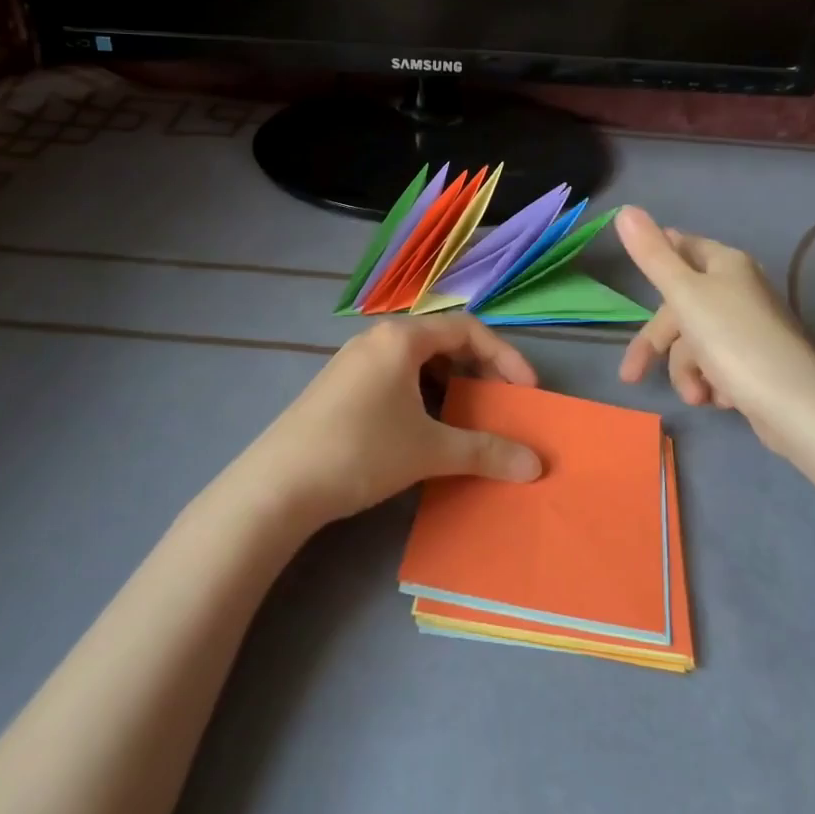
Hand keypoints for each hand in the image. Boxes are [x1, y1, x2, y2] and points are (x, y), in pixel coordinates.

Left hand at [245, 315, 543, 525]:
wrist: (278, 484)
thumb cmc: (362, 451)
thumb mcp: (429, 450)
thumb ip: (486, 452)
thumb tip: (536, 466)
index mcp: (401, 338)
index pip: (467, 329)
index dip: (504, 356)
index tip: (526, 391)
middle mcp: (376, 338)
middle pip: (441, 341)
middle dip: (476, 370)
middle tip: (498, 403)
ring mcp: (353, 361)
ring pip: (416, 362)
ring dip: (448, 385)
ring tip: (464, 419)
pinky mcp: (338, 386)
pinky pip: (393, 377)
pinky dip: (420, 395)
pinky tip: (422, 429)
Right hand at [614, 206, 814, 456]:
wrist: (794, 404)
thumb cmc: (733, 340)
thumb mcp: (683, 293)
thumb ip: (652, 254)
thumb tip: (625, 210)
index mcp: (725, 264)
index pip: (681, 247)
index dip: (656, 260)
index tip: (633, 277)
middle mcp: (739, 289)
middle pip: (681, 307)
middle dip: (662, 345)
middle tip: (633, 375)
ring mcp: (749, 327)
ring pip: (696, 342)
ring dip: (688, 371)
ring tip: (697, 396)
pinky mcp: (756, 363)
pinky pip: (718, 365)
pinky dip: (712, 382)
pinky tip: (720, 399)